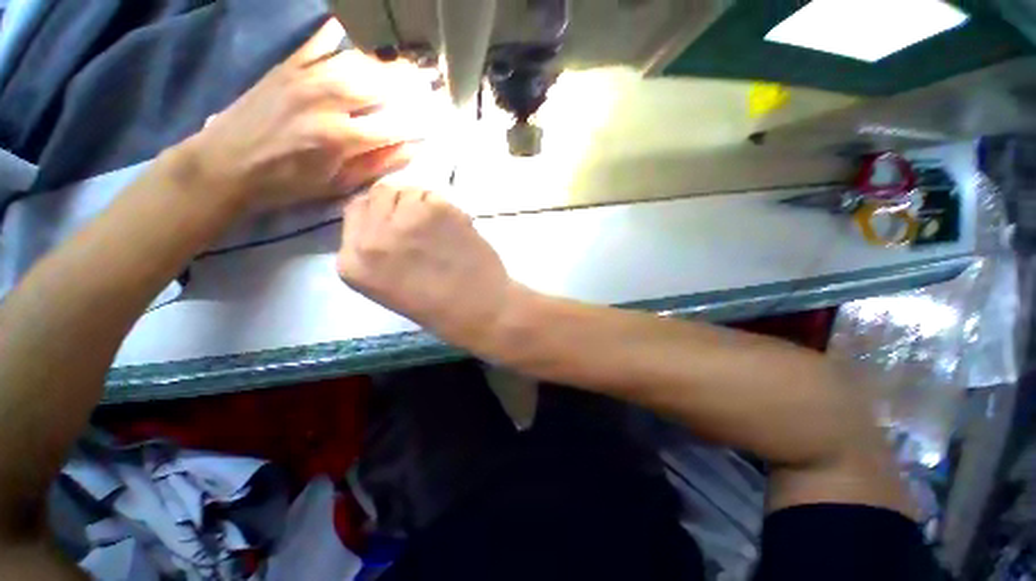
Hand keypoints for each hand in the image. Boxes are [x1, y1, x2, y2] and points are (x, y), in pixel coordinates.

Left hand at [176, 19, 442, 210]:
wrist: (225, 164)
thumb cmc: (287, 183)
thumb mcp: (337, 185)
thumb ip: (377, 165)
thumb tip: (413, 149)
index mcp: (342, 138)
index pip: (396, 125)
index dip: (420, 123)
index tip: (438, 120)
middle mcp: (328, 101)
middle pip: (380, 85)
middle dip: (410, 84)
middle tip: (430, 82)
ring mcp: (306, 78)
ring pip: (356, 61)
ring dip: (385, 62)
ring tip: (404, 63)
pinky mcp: (286, 67)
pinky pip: (317, 43)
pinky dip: (337, 36)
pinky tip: (353, 33)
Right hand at [338, 182, 515, 348]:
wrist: (481, 310)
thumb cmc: (441, 307)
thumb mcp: (389, 285)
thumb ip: (379, 249)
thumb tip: (387, 215)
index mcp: (353, 264)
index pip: (356, 210)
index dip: (380, 211)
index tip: (397, 218)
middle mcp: (370, 239)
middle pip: (379, 194)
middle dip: (400, 204)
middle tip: (423, 223)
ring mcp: (403, 222)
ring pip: (408, 191)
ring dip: (423, 205)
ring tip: (441, 231)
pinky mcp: (435, 211)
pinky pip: (433, 195)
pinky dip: (444, 208)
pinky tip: (455, 231)